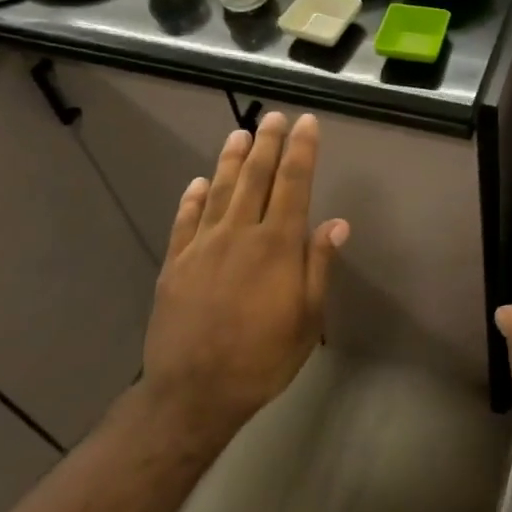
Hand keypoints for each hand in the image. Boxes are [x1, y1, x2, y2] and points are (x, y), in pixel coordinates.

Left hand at [136, 113, 348, 446]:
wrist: (192, 395)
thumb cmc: (262, 358)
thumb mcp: (307, 319)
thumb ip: (318, 265)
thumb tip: (337, 222)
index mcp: (277, 245)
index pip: (294, 184)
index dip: (302, 151)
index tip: (307, 123)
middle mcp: (240, 234)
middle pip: (255, 177)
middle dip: (267, 144)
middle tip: (273, 117)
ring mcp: (203, 246)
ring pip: (219, 191)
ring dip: (230, 160)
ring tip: (239, 134)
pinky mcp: (175, 264)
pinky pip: (185, 221)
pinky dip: (192, 198)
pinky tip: (197, 183)